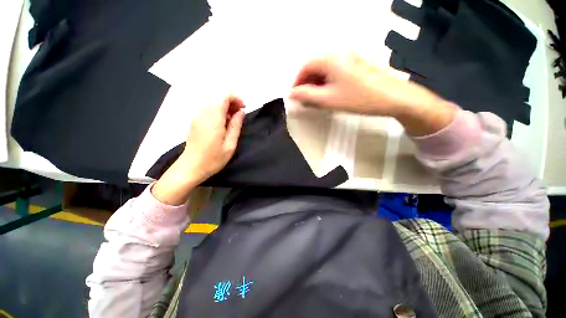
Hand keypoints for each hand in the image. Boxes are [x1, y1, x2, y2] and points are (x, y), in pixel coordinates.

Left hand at [152, 95, 244, 204]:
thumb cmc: (213, 159)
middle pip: (217, 98)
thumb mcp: (230, 145)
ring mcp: (197, 118)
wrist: (190, 168)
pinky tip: (222, 125)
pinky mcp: (195, 122)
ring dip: (225, 107)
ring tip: (233, 121)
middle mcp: (203, 114)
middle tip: (240, 115)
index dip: (235, 98)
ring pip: (212, 103)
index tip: (243, 108)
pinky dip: (218, 112)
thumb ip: (236, 126)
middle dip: (231, 102)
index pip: (223, 96)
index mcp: (213, 119)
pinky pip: (208, 110)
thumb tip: (241, 112)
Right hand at [290, 53, 454, 135]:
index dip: (297, 82)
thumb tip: (293, 93)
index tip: (294, 95)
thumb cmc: (359, 97)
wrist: (390, 97)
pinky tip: (326, 95)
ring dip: (315, 85)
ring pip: (323, 71)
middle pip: (314, 67)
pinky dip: (325, 84)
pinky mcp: (353, 66)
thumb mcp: (328, 99)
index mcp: (330, 58)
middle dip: (306, 84)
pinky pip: (332, 73)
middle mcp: (338, 53)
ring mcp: (347, 59)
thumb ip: (307, 95)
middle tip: (304, 99)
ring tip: (314, 100)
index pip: (305, 67)